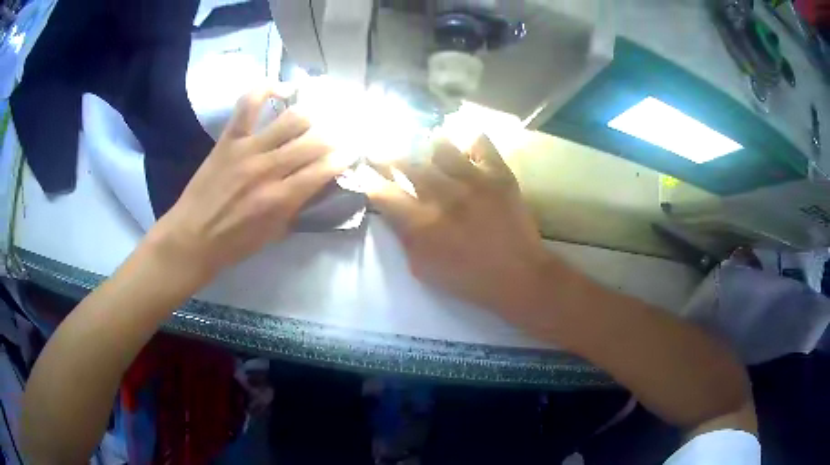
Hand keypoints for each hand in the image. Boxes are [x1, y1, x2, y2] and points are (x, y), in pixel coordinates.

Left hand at [146, 86, 348, 282]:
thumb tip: (319, 183)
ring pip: (291, 118)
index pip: (325, 168)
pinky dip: (266, 89)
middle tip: (341, 134)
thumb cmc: (234, 243)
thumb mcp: (274, 234)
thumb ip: (299, 206)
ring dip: (312, 115)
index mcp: (281, 198)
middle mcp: (269, 168)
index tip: (352, 152)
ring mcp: (247, 149)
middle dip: (335, 135)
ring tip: (319, 115)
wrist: (192, 238)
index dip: (345, 157)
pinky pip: (248, 104)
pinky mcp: (229, 138)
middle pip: (315, 140)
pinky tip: (281, 88)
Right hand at [368, 136, 551, 318]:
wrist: (518, 276)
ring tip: (424, 146)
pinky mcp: (499, 174)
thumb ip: (404, 237)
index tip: (363, 171)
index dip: (368, 179)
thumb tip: (392, 210)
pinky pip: (480, 142)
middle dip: (387, 154)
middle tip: (382, 150)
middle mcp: (444, 195)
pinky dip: (468, 141)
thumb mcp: (422, 268)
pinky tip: (462, 147)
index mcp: (422, 224)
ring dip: (426, 145)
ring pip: (440, 145)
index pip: (383, 193)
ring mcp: (474, 181)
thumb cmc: (467, 279)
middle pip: (406, 162)